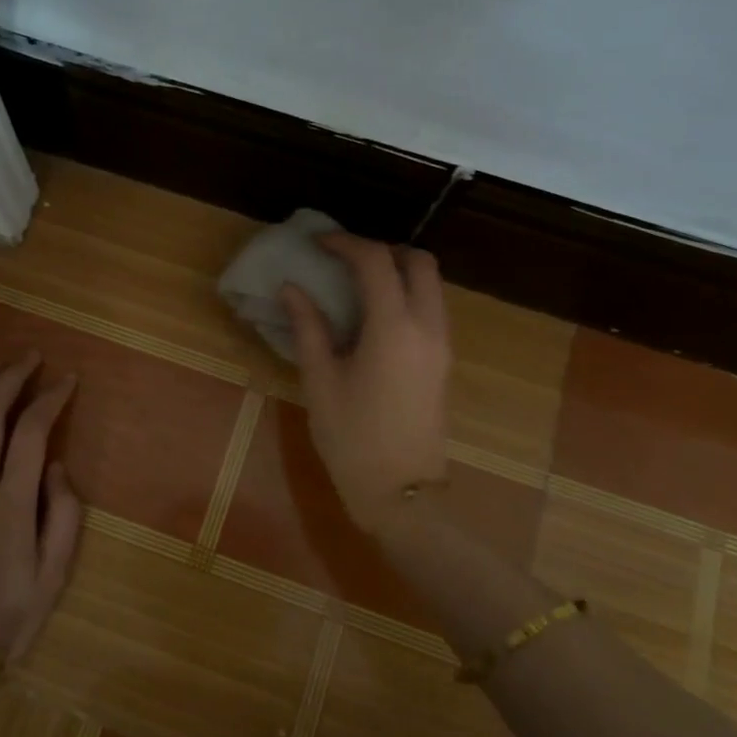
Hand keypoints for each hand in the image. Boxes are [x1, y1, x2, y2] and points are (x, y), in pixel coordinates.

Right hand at [280, 234, 451, 530]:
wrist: (401, 493)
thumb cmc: (352, 438)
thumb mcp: (320, 381)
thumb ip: (308, 327)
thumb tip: (292, 289)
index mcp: (394, 328)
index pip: (376, 262)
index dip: (346, 244)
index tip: (318, 243)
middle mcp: (427, 327)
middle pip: (420, 262)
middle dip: (384, 250)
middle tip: (345, 260)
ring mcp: (442, 345)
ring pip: (432, 284)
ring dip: (399, 271)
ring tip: (357, 284)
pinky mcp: (444, 362)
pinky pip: (432, 308)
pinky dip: (408, 295)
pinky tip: (374, 316)